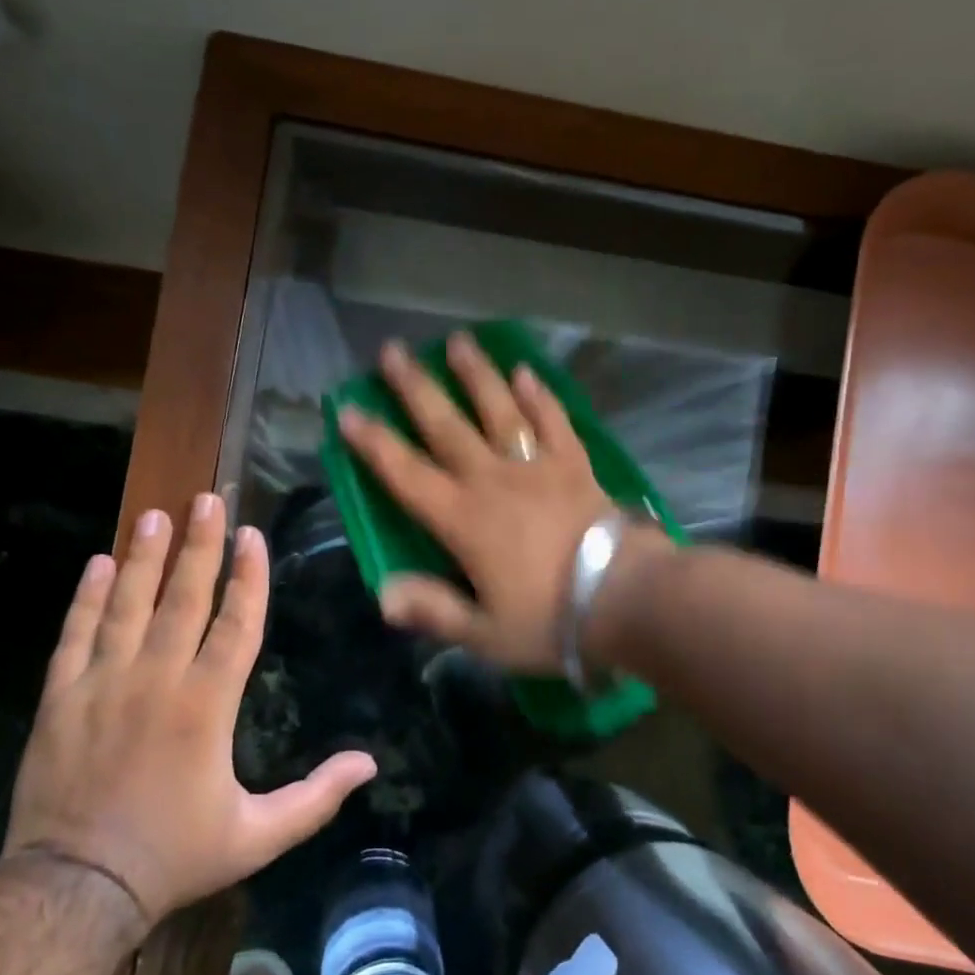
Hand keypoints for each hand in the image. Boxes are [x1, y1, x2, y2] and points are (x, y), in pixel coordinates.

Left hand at [3, 494, 376, 936]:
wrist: (74, 891)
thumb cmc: (174, 857)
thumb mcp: (257, 837)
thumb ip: (315, 798)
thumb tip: (370, 765)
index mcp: (207, 705)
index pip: (236, 623)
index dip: (249, 576)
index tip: (253, 534)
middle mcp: (157, 679)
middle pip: (183, 597)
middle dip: (199, 545)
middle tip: (207, 499)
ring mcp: (103, 684)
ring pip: (127, 604)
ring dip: (144, 557)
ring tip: (156, 515)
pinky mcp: (61, 698)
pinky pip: (75, 634)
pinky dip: (86, 598)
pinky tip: (97, 564)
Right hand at [335, 333, 620, 672]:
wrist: (626, 598)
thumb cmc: (551, 620)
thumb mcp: (485, 633)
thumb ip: (434, 610)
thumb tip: (383, 595)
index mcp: (464, 520)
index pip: (407, 475)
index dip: (374, 444)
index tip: (349, 410)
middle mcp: (493, 480)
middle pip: (447, 426)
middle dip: (416, 388)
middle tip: (394, 351)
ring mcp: (537, 467)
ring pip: (500, 410)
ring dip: (477, 375)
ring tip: (459, 341)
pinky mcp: (575, 465)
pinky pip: (554, 422)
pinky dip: (540, 396)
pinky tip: (527, 371)